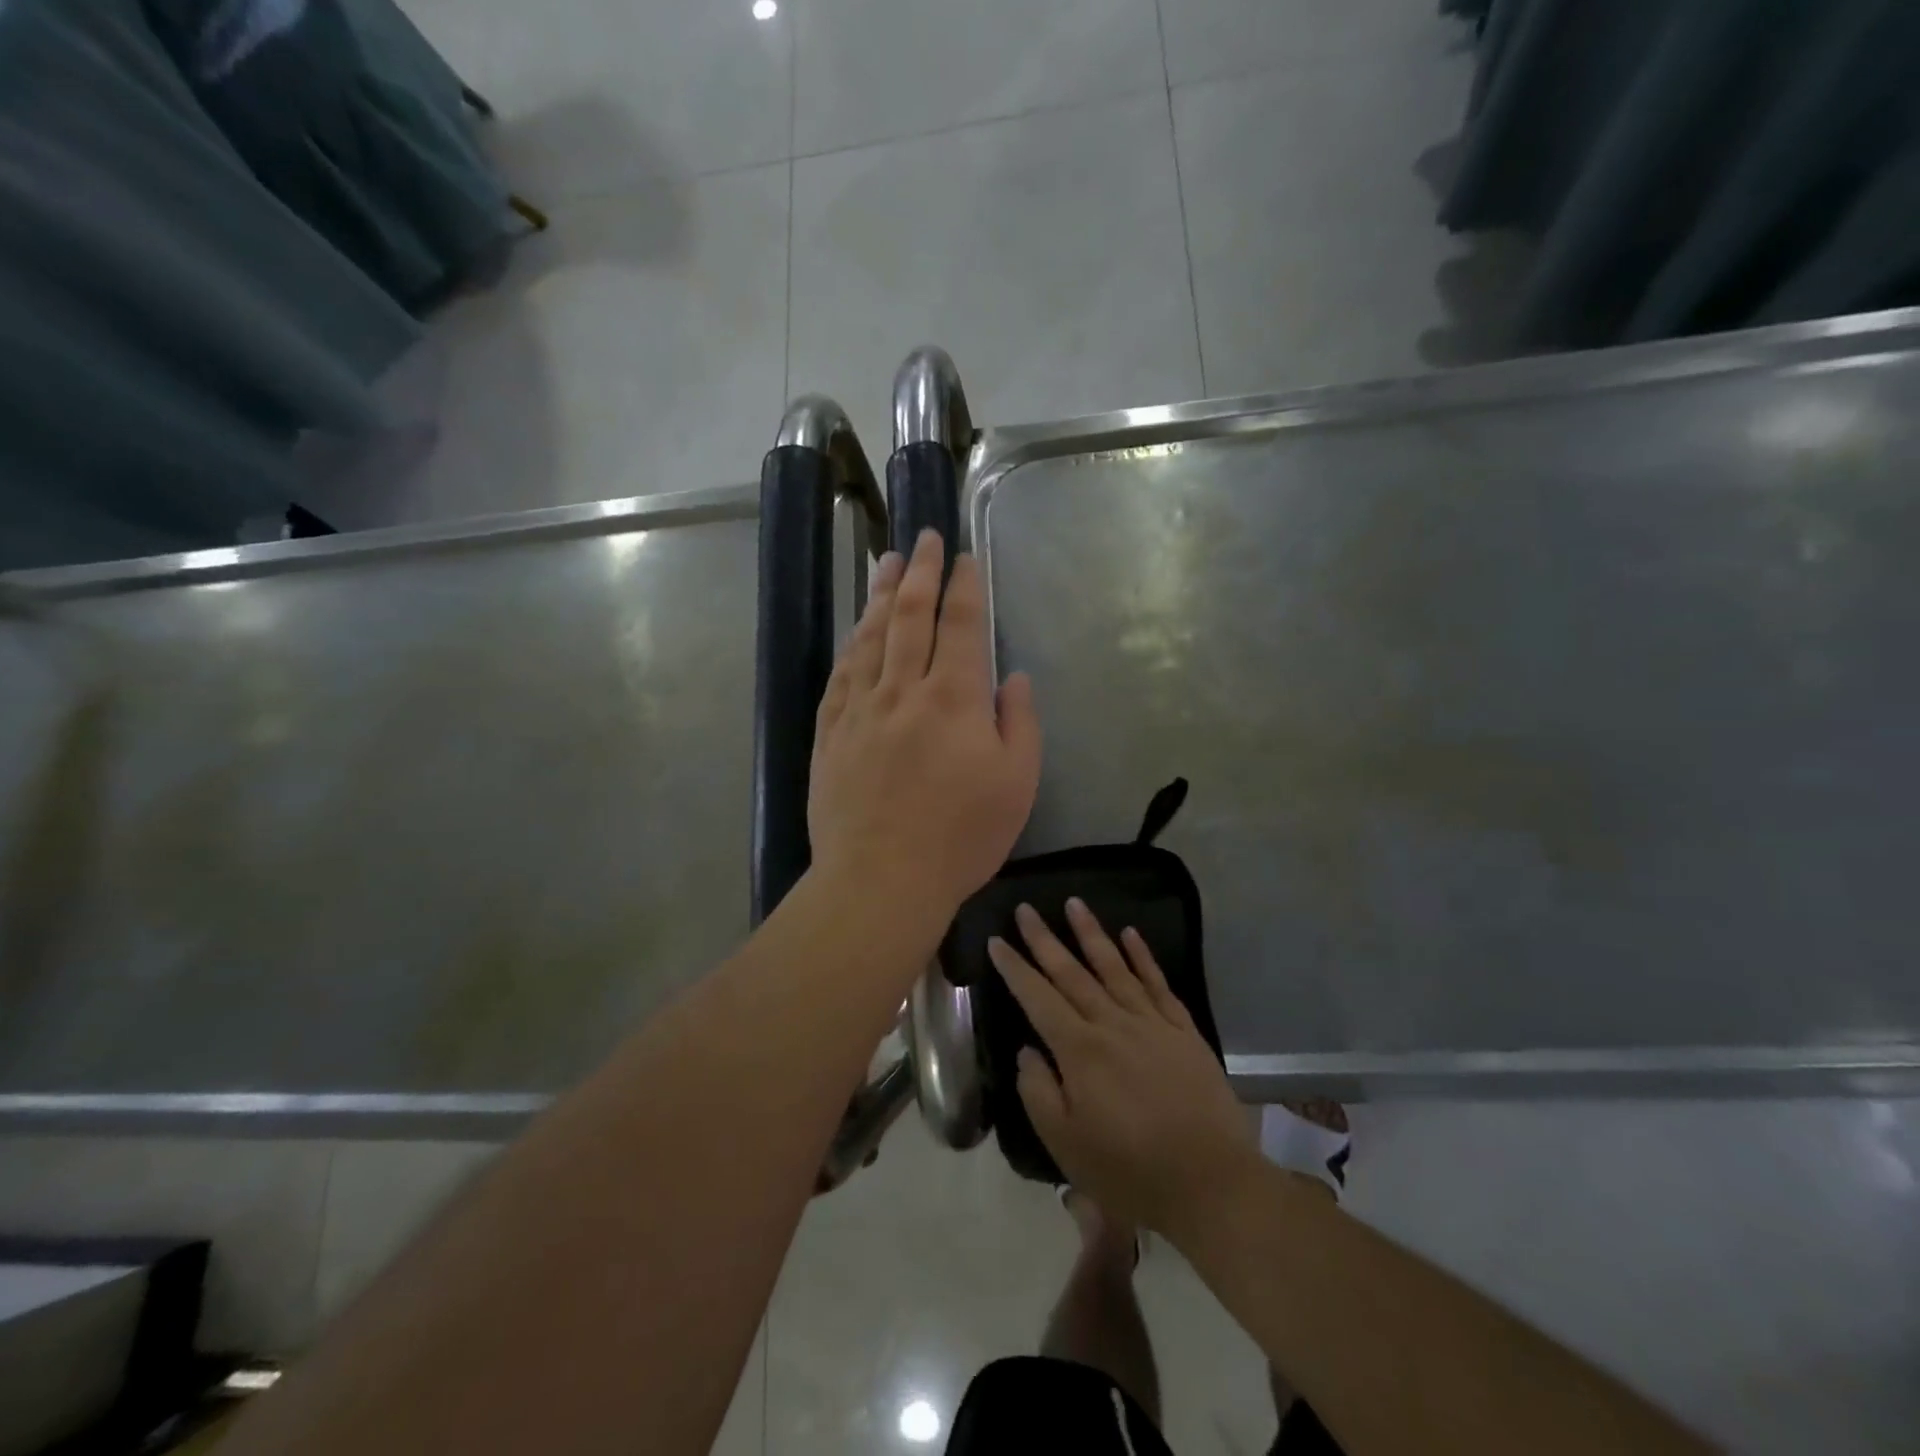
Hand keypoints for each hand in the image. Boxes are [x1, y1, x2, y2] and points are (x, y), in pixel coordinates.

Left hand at [808, 529, 1041, 930]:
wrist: (880, 880)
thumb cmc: (960, 838)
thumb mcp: (1017, 784)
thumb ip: (1020, 723)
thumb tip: (1012, 678)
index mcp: (955, 699)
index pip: (962, 625)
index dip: (965, 586)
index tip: (966, 558)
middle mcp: (903, 690)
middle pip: (911, 616)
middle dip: (921, 571)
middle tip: (925, 538)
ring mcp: (860, 709)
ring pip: (871, 637)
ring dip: (881, 595)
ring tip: (887, 562)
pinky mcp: (830, 733)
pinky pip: (840, 674)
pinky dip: (852, 644)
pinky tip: (856, 630)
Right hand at [989, 900, 1257, 1238]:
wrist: (1211, 1183)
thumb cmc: (1130, 1171)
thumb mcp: (1066, 1144)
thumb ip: (1038, 1091)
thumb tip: (1028, 1049)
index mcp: (1079, 1050)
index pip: (1037, 997)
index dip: (1015, 968)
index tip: (997, 940)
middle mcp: (1111, 1024)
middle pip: (1071, 972)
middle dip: (1044, 939)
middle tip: (1026, 908)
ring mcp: (1151, 1023)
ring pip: (1114, 966)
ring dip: (1091, 933)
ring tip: (1074, 902)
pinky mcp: (1183, 1030)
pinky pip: (1158, 983)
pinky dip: (1143, 956)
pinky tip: (1130, 934)